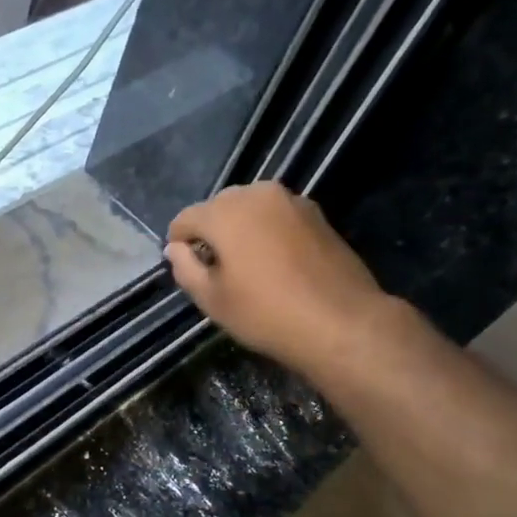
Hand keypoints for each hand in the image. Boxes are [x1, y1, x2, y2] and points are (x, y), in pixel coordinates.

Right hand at [165, 181, 387, 374]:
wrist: (341, 322)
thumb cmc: (266, 313)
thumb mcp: (212, 300)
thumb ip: (186, 268)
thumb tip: (176, 249)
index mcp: (225, 212)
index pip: (185, 219)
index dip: (178, 244)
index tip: (186, 269)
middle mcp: (257, 194)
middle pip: (218, 207)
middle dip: (211, 232)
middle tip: (216, 269)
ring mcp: (291, 200)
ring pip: (250, 208)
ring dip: (240, 230)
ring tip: (246, 266)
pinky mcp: (316, 214)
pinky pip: (276, 216)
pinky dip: (267, 231)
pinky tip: (275, 263)